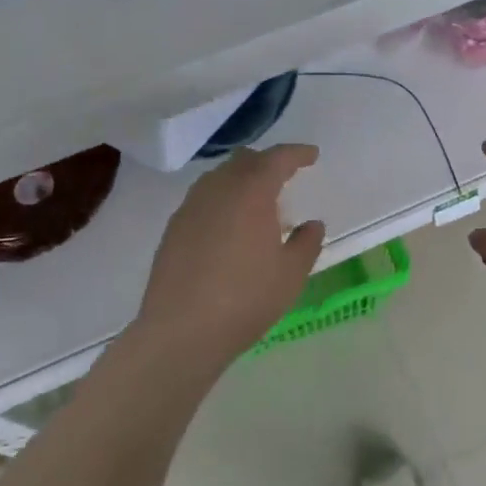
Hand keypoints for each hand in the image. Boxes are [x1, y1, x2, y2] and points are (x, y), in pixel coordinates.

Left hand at [135, 144, 325, 361]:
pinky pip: (203, 199)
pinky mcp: (173, 228)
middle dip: (267, 162)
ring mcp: (190, 207)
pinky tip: (230, 227)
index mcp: (251, 192)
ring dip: (241, 180)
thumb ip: (306, 243)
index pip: (277, 159)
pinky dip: (222, 200)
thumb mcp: (291, 274)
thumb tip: (312, 224)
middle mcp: (218, 190)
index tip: (312, 156)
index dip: (297, 154)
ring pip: (219, 178)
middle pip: (244, 161)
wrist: (181, 331)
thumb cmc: (246, 299)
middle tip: (286, 176)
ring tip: (257, 204)